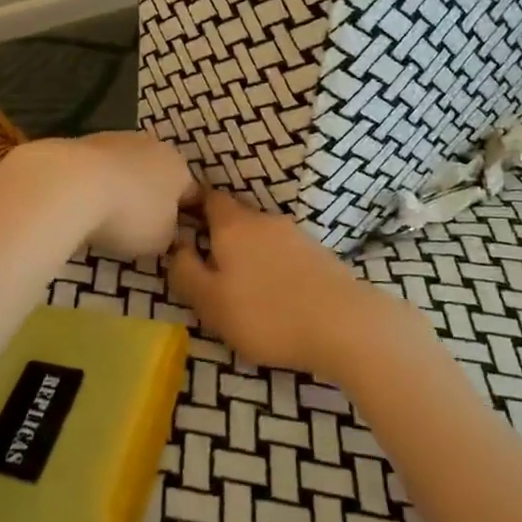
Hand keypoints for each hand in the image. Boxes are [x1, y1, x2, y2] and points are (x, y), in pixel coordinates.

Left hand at [59, 132, 198, 260]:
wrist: (73, 183)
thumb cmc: (130, 214)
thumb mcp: (161, 240)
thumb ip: (170, 234)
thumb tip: (166, 230)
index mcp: (180, 168)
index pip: (193, 194)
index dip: (187, 216)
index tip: (176, 237)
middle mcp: (154, 146)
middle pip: (159, 176)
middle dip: (152, 198)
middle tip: (139, 228)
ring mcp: (119, 139)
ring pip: (128, 168)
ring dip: (123, 188)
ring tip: (106, 218)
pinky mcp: (86, 140)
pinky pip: (100, 169)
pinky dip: (96, 183)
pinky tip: (84, 203)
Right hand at [168, 189, 428, 383]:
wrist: (343, 324)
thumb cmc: (267, 314)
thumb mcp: (211, 303)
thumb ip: (186, 272)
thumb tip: (177, 246)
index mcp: (233, 225)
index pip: (209, 197)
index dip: (193, 207)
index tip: (182, 228)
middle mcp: (264, 219)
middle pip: (235, 217)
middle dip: (219, 235)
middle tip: (207, 268)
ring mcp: (295, 234)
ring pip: (260, 234)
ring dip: (247, 252)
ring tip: (240, 286)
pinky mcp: (317, 253)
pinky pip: (282, 250)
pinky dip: (271, 264)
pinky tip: (273, 292)